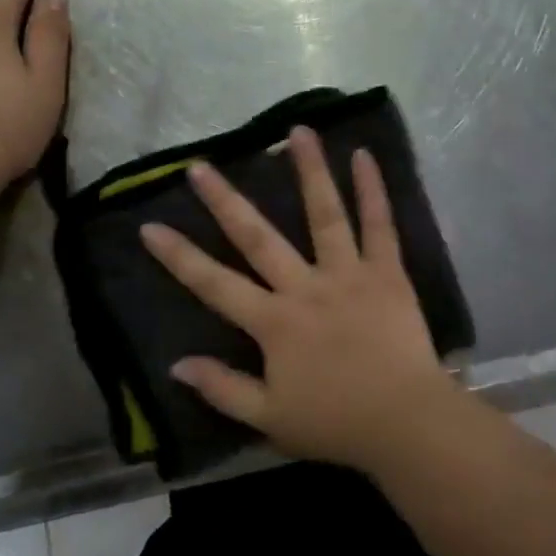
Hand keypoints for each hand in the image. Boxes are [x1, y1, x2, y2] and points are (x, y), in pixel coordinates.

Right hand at [139, 127, 459, 473]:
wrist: (404, 422)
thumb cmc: (335, 423)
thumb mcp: (268, 418)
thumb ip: (222, 389)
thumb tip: (177, 363)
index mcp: (274, 323)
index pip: (214, 284)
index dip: (179, 257)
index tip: (150, 226)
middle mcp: (305, 287)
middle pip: (258, 237)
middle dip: (225, 200)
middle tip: (201, 165)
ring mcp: (348, 274)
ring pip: (324, 214)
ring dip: (309, 171)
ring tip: (297, 132)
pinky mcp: (387, 272)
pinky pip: (380, 225)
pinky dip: (372, 190)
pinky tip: (363, 156)